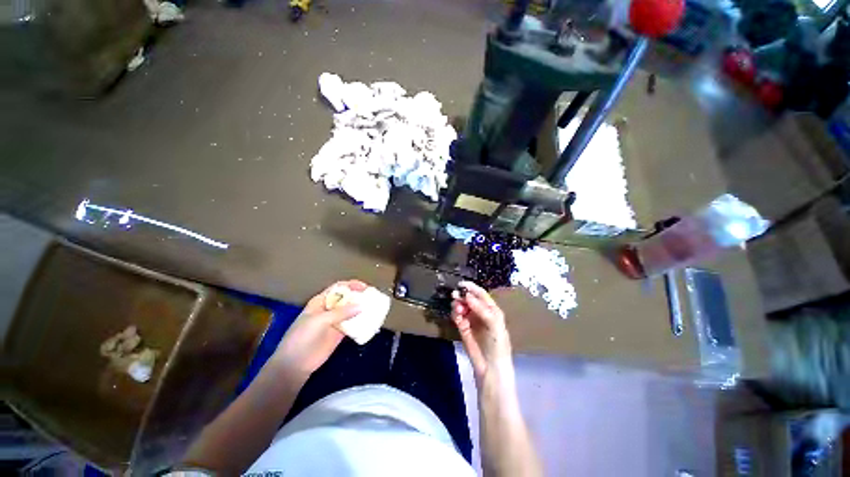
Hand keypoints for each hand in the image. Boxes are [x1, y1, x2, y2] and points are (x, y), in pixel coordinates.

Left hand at [273, 280, 365, 378]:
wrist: (295, 364)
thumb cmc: (302, 337)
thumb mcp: (319, 321)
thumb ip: (340, 313)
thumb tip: (362, 306)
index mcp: (321, 301)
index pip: (338, 288)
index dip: (351, 285)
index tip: (365, 287)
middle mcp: (330, 308)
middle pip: (347, 298)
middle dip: (360, 296)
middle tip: (373, 297)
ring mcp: (335, 321)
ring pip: (352, 311)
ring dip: (362, 309)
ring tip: (375, 308)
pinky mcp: (340, 333)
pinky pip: (353, 324)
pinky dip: (362, 322)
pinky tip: (371, 321)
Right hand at [451, 281, 511, 380]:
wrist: (490, 369)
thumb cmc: (497, 345)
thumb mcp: (494, 325)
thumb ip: (481, 309)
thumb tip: (468, 295)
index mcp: (492, 310)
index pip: (481, 294)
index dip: (472, 288)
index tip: (461, 284)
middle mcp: (481, 313)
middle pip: (469, 299)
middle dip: (462, 296)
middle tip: (455, 295)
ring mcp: (471, 320)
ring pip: (462, 307)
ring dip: (458, 305)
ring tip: (457, 309)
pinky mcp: (463, 328)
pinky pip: (457, 317)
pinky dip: (455, 314)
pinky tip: (456, 316)